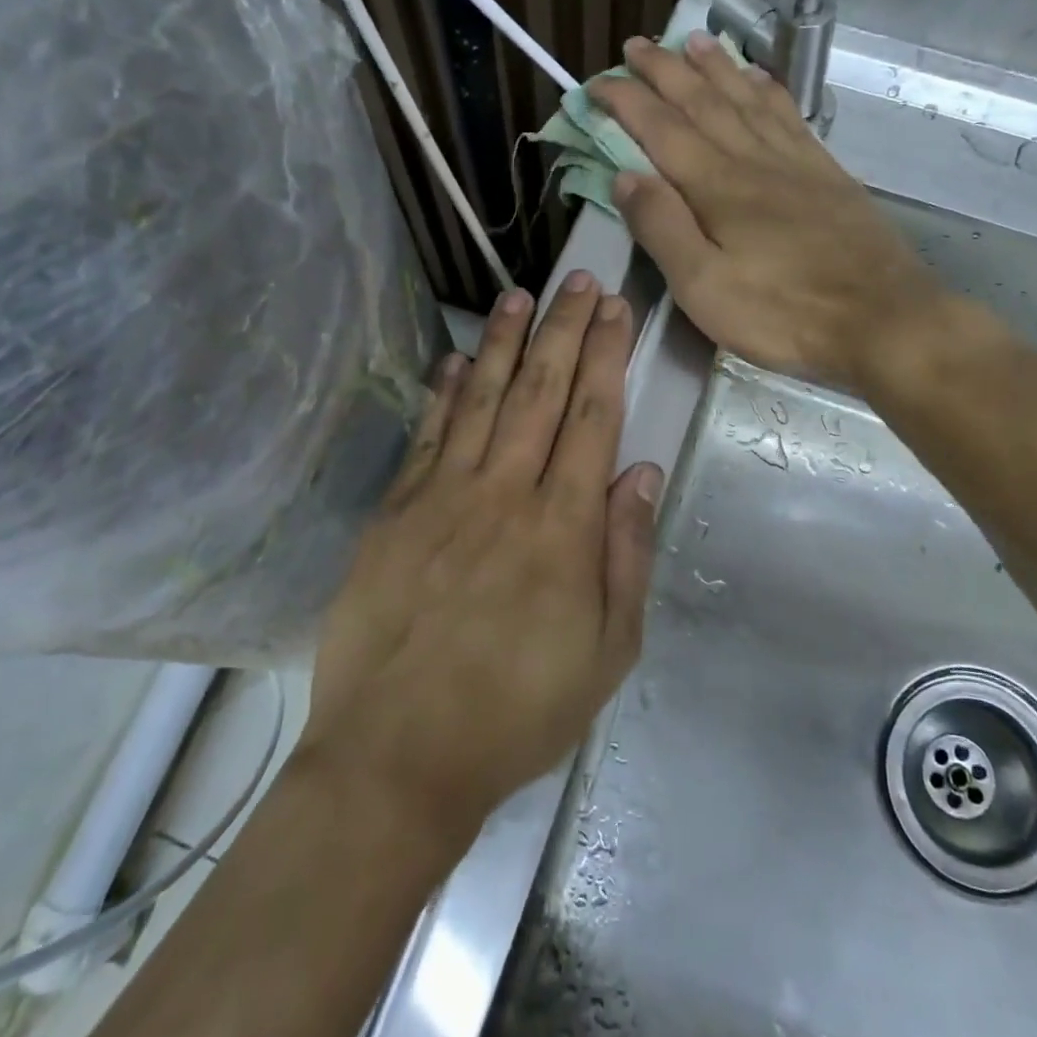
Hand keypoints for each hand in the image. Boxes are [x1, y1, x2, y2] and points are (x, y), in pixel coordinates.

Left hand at [298, 273, 661, 838]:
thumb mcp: (607, 651)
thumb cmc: (518, 711)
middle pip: (541, 391)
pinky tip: (458, 358)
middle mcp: (505, 493)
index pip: (593, 417)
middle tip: (578, 280)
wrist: (398, 756)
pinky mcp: (396, 511)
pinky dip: (446, 391)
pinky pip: (429, 435)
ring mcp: (443, 496)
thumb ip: (626, 553)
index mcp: (563, 526)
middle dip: (564, 329)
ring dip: (506, 342)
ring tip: (521, 296)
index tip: (615, 309)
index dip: (606, 356)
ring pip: (483, 399)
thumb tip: (640, 471)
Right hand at [594, 33, 943, 390]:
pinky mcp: (827, 174)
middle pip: (702, 102)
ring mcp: (794, 163)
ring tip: (693, 41)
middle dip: (664, 71)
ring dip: (716, 68)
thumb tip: (624, 176)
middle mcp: (753, 160)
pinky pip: (790, 116)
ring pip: (746, 100)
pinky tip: (760, 79)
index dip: (626, 101)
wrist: (882, 319)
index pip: (660, 129)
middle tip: (636, 43)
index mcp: (716, 187)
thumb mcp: (703, 287)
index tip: (597, 82)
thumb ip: (662, 228)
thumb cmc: (783, 312)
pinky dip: (768, 90)